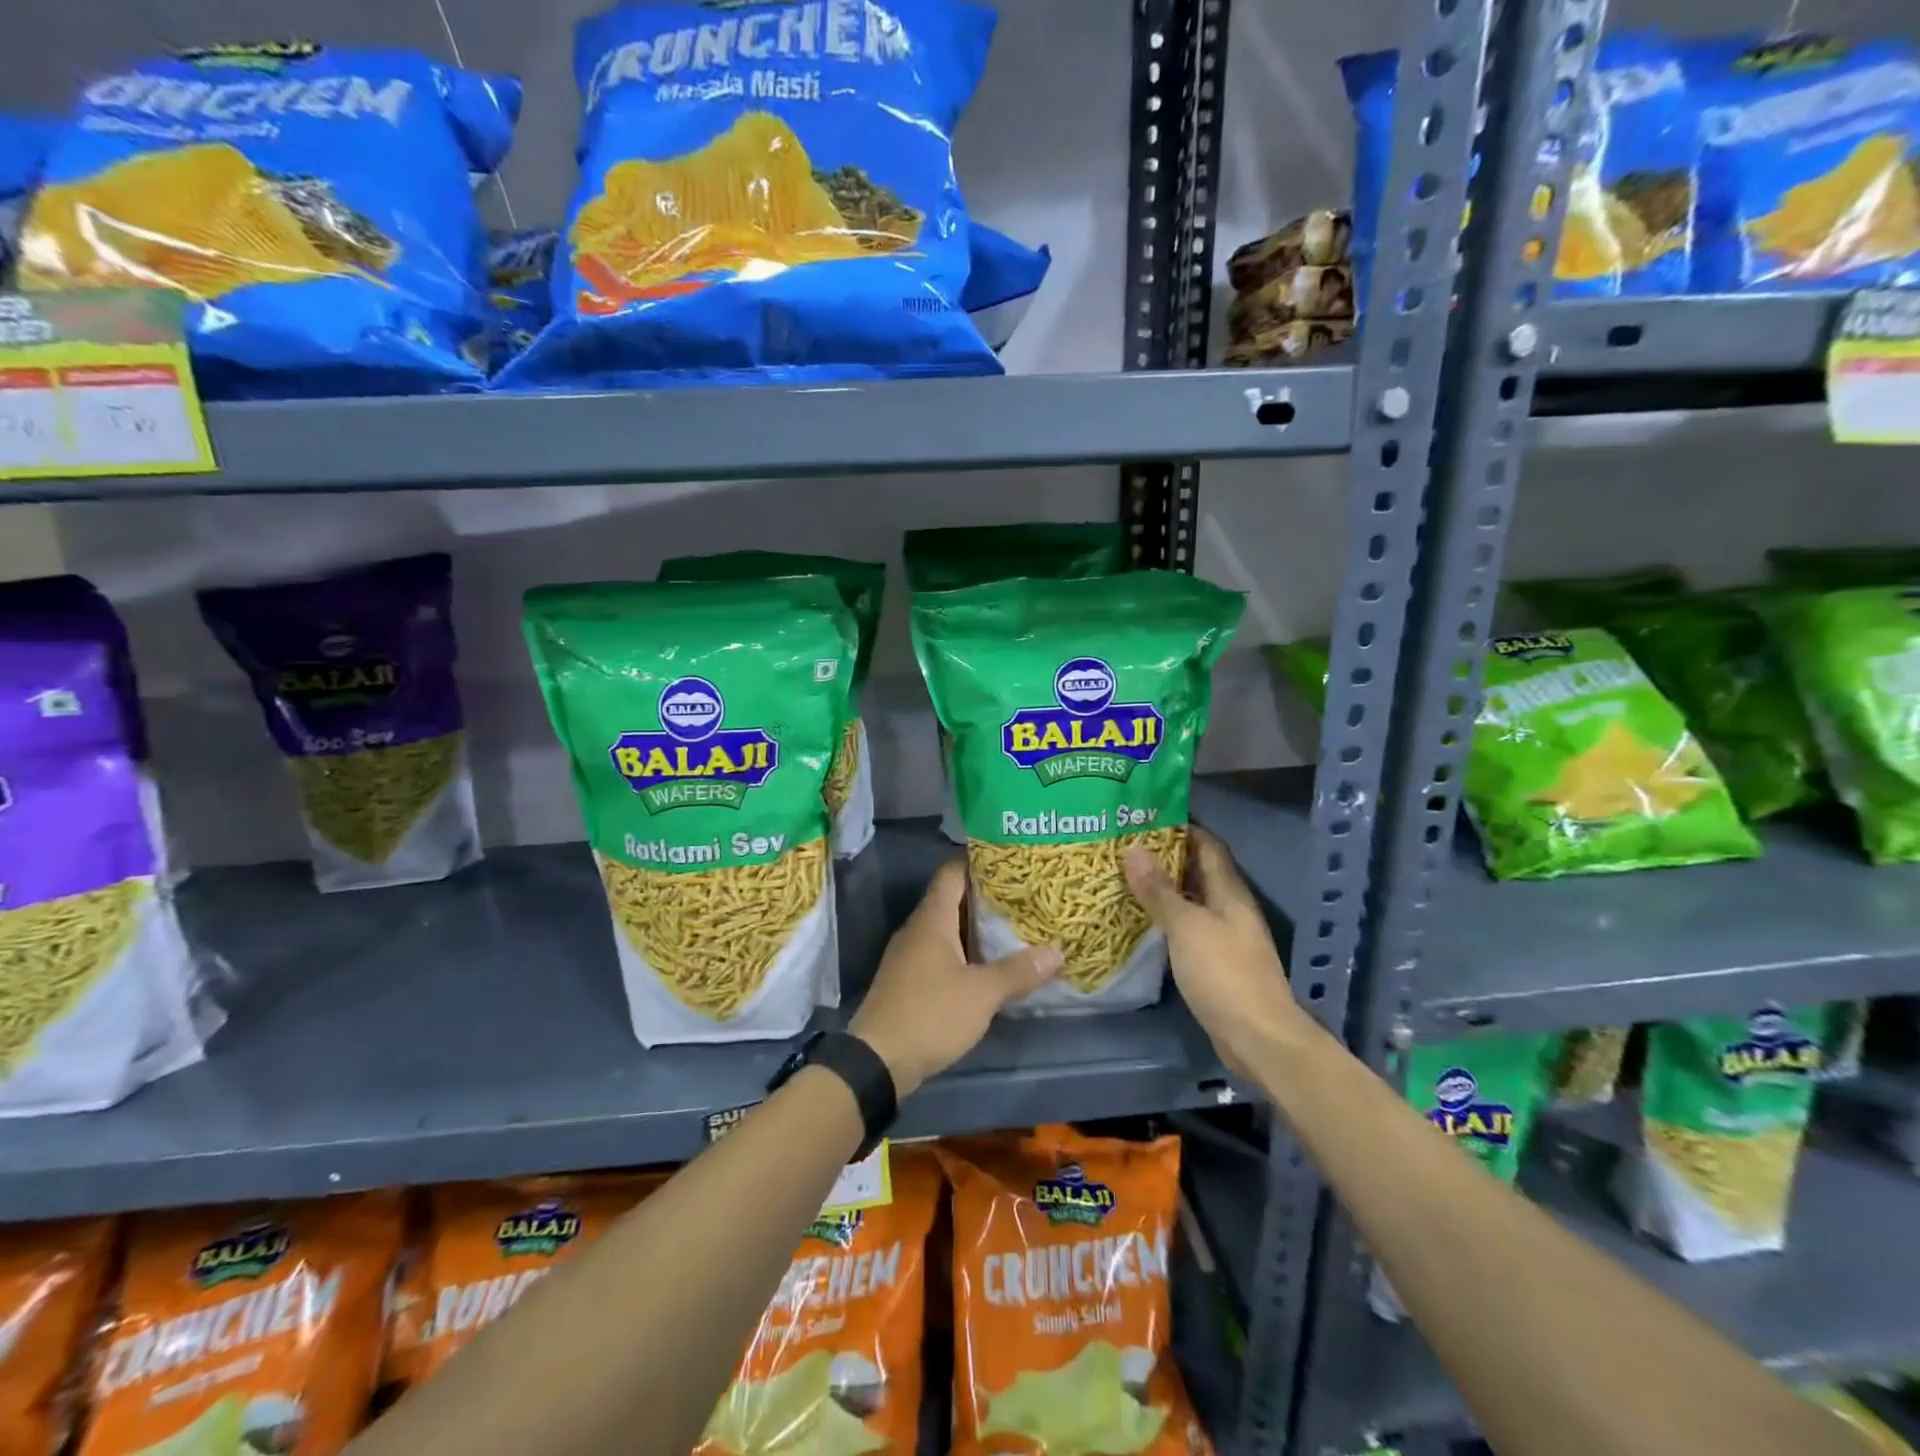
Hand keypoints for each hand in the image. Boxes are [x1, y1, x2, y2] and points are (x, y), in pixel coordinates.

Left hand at [850, 859, 1061, 1097]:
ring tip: (1015, 926)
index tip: (1010, 860)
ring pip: (947, 929)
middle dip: (986, 896)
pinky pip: (941, 953)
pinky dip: (965, 952)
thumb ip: (1018, 971)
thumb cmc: (930, 1014)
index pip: (952, 872)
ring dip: (976, 928)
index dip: (978, 862)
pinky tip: (989, 964)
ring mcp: (909, 955)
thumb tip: (1057, 952)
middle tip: (1024, 894)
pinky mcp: (909, 981)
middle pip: (952, 899)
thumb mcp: (982, 993)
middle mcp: (917, 929)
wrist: (876, 1061)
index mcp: (931, 919)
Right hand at [1125, 828, 1311, 1076]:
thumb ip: (1159, 890)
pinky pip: (1190, 929)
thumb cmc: (1224, 973)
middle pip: (1199, 872)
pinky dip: (1168, 919)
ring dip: (1165, 889)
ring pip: (1193, 901)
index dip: (1183, 829)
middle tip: (1126, 846)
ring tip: (1126, 877)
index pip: (1208, 846)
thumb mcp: (1186, 926)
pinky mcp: (1218, 963)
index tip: (1147, 818)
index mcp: (1229, 892)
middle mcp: (1231, 909)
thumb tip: (1134, 849)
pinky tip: (1143, 921)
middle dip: (1167, 858)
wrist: (1258, 1037)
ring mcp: (1226, 937)